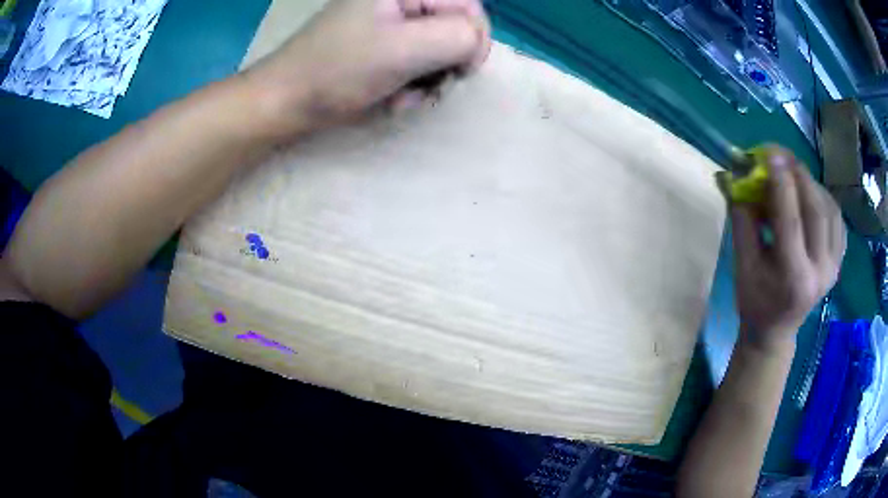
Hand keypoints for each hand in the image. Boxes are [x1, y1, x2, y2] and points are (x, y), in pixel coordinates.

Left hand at [246, 0, 490, 135]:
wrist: (286, 101)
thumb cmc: (338, 71)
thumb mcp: (403, 49)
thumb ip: (457, 36)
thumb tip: (476, 44)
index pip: (468, 5)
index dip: (473, 39)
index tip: (459, 71)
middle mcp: (401, 1)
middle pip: (455, 28)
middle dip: (446, 64)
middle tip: (426, 88)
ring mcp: (392, 24)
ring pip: (440, 51)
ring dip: (429, 81)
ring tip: (402, 98)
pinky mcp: (384, 47)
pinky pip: (419, 64)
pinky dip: (413, 87)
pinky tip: (393, 100)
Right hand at [731, 146, 845, 349]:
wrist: (776, 331)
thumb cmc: (754, 301)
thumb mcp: (741, 265)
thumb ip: (742, 219)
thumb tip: (735, 176)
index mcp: (793, 279)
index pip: (791, 222)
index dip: (781, 184)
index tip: (769, 154)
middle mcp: (820, 272)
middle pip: (816, 209)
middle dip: (798, 174)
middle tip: (779, 156)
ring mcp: (833, 268)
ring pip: (830, 209)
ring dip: (811, 183)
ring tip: (792, 175)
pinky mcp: (839, 262)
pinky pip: (836, 219)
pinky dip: (824, 198)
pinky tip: (811, 195)